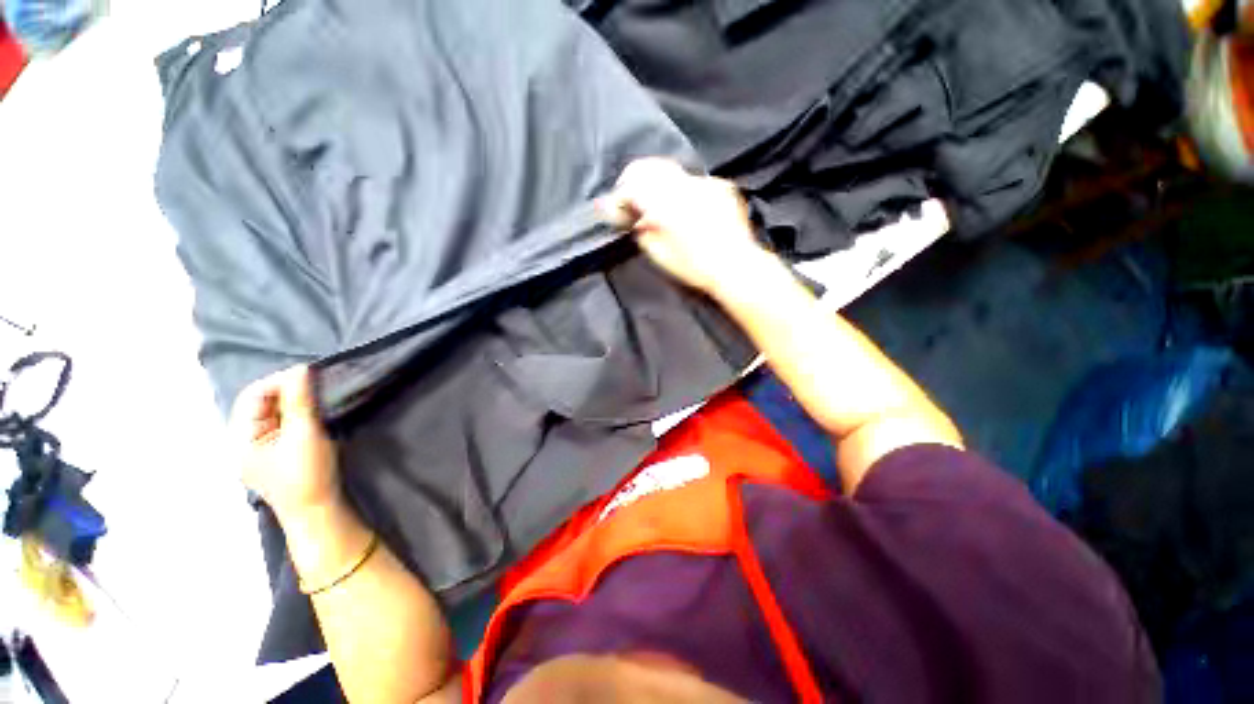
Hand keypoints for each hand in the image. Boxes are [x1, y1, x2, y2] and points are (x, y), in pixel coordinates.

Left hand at [230, 366, 340, 522]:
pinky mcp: (275, 453)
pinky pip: (281, 423)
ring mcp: (259, 449)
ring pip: (272, 413)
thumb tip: (301, 369)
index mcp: (240, 438)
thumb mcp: (305, 434)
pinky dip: (295, 412)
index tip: (309, 374)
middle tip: (314, 384)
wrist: (317, 510)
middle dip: (286, 390)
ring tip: (315, 395)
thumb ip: (300, 401)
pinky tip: (310, 412)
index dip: (279, 381)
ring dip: (292, 401)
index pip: (252, 396)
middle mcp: (243, 441)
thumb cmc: (307, 474)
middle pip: (260, 404)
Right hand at [599, 158, 767, 294]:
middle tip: (630, 194)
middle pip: (651, 167)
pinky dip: (683, 190)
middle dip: (635, 177)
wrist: (736, 266)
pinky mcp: (721, 187)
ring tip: (656, 201)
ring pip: (673, 171)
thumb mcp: (660, 255)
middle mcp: (684, 186)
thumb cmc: (696, 268)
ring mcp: (704, 183)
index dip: (620, 195)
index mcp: (665, 205)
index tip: (616, 205)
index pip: (633, 187)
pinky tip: (686, 207)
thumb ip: (643, 232)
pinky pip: (694, 181)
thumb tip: (636, 221)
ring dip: (659, 182)